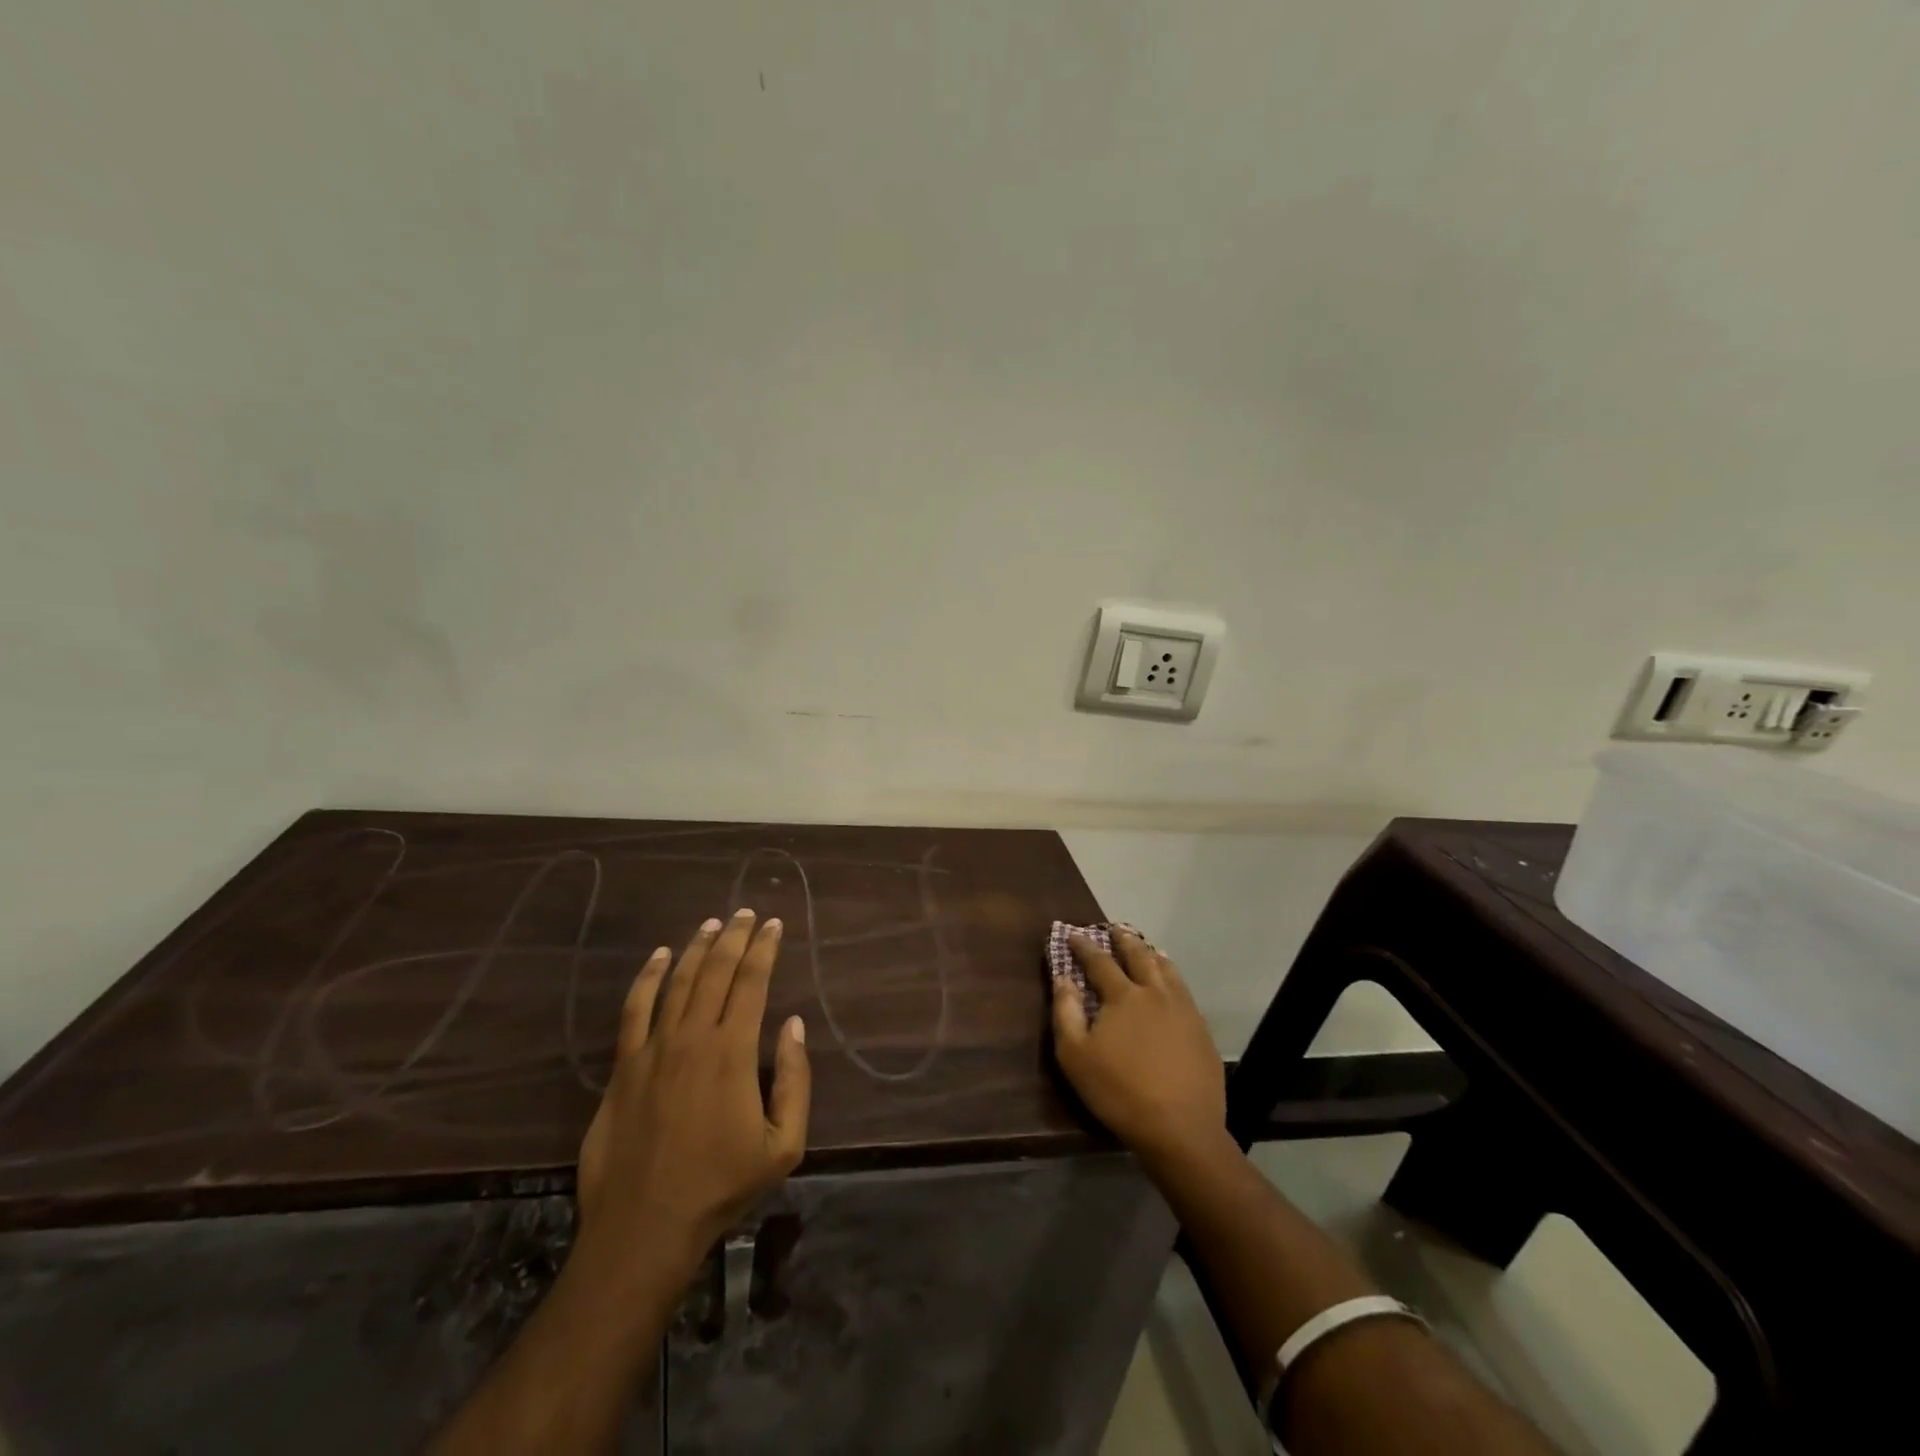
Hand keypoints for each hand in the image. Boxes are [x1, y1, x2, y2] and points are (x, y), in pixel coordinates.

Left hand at [576, 909, 810, 1286]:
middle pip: (716, 972)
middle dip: (735, 937)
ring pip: (678, 982)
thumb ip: (794, 1080)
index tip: (774, 924)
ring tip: (712, 923)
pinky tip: (659, 956)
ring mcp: (654, 1050)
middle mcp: (693, 1038)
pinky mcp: (624, 1067)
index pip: (752, 983)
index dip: (765, 949)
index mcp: (734, 1053)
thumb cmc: (721, 1187)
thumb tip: (793, 1025)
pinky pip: (635, 1009)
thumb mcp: (784, 1144)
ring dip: (697, 948)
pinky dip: (647, 977)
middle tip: (747, 912)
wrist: (645, 1227)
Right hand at [1050, 929, 1225, 1163]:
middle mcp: (1155, 992)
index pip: (1099, 961)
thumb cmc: (1119, 1092)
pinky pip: (1184, 991)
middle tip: (1114, 929)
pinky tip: (1171, 985)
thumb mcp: (1075, 1056)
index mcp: (1124, 995)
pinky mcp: (1201, 1030)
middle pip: (1139, 956)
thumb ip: (1066, 1012)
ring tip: (1146, 948)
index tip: (1072, 934)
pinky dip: (1172, 977)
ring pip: (1167, 970)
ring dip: (1152, 954)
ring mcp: (1184, 1010)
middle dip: (1123, 940)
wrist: (1181, 1130)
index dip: (1084, 946)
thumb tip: (1063, 978)